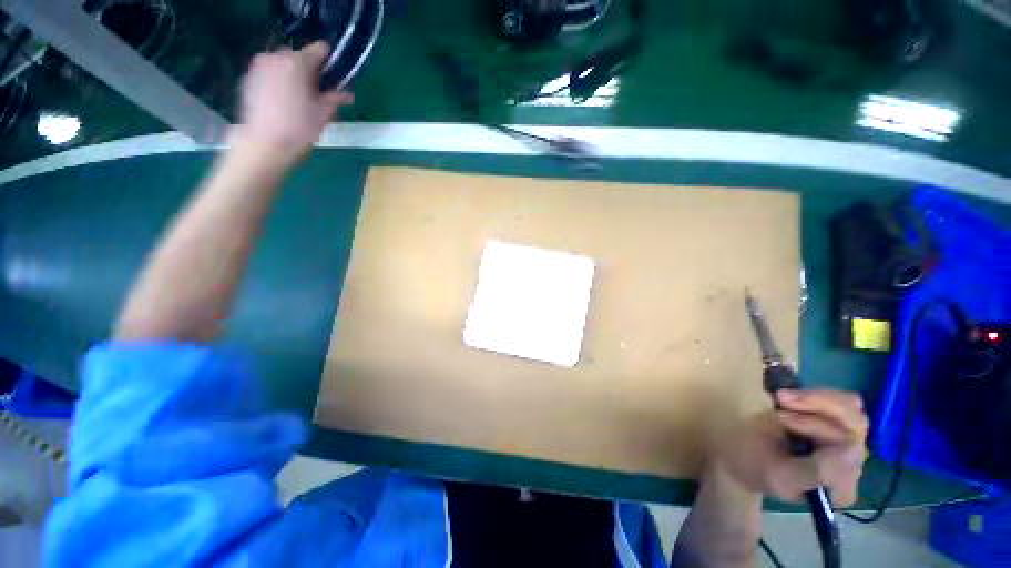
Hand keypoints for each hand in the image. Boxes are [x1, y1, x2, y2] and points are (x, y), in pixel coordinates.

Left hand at [233, 42, 353, 164]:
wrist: (265, 143)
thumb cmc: (300, 128)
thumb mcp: (324, 114)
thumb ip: (336, 98)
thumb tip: (347, 94)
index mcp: (298, 61)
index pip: (319, 49)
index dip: (329, 63)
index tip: (333, 80)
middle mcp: (276, 56)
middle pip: (299, 56)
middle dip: (309, 71)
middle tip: (316, 93)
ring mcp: (259, 66)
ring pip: (283, 64)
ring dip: (293, 76)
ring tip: (299, 99)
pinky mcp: (249, 78)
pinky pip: (270, 73)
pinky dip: (278, 82)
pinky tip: (283, 102)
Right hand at [713, 389, 868, 506]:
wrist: (742, 455)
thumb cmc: (756, 467)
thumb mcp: (781, 475)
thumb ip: (817, 470)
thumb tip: (853, 451)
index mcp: (842, 485)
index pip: (851, 448)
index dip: (818, 427)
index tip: (779, 417)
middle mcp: (853, 464)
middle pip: (854, 424)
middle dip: (818, 406)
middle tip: (780, 398)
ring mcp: (846, 442)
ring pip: (850, 409)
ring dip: (815, 399)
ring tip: (780, 398)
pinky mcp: (837, 425)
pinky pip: (842, 402)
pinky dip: (817, 396)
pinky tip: (793, 398)